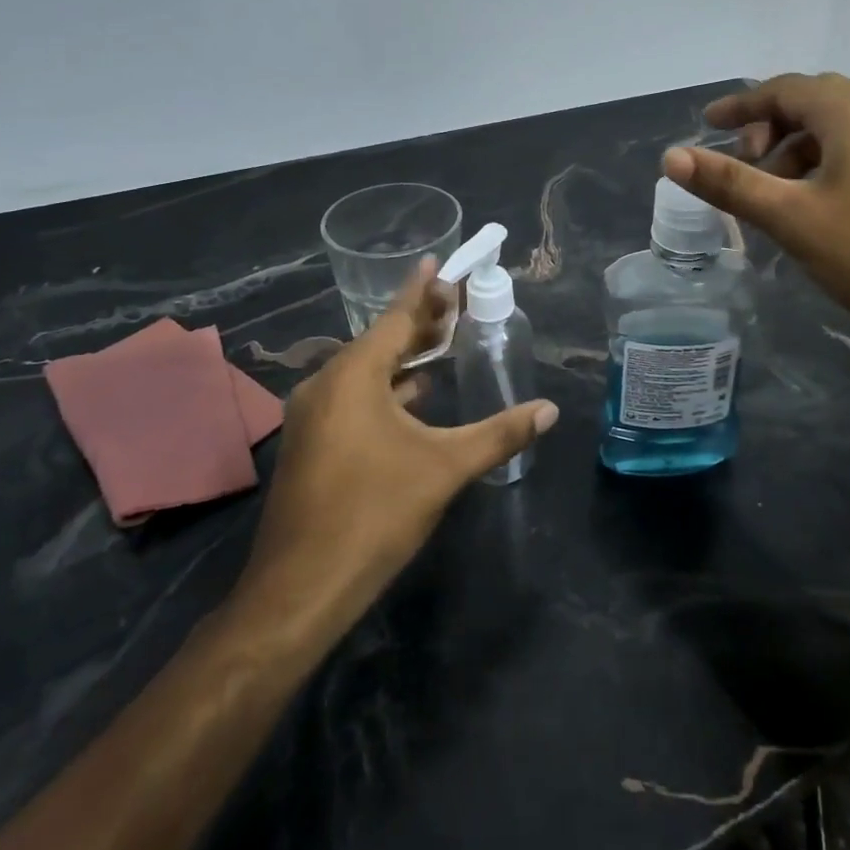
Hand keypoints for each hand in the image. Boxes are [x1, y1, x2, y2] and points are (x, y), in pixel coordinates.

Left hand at [230, 262, 558, 615]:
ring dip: (404, 355)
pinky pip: (355, 395)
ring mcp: (315, 416)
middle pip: (381, 340)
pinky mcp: (313, 443)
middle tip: (455, 300)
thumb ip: (500, 433)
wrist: (300, 588)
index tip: (438, 261)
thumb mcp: (446, 467)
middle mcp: (327, 385)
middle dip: (419, 321)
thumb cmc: (375, 513)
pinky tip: (415, 394)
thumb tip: (549, 410)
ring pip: (367, 370)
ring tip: (443, 340)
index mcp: (353, 376)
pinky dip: (387, 386)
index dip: (423, 290)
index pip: (396, 318)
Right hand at [662, 72, 849, 358]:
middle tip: (741, 164)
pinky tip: (815, 208)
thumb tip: (670, 157)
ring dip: (796, 150)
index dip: (740, 104)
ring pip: (836, 130)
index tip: (706, 124)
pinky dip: (824, 166)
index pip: (783, 89)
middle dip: (768, 127)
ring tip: (774, 194)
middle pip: (811, 103)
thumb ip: (730, 184)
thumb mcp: (791, 218)